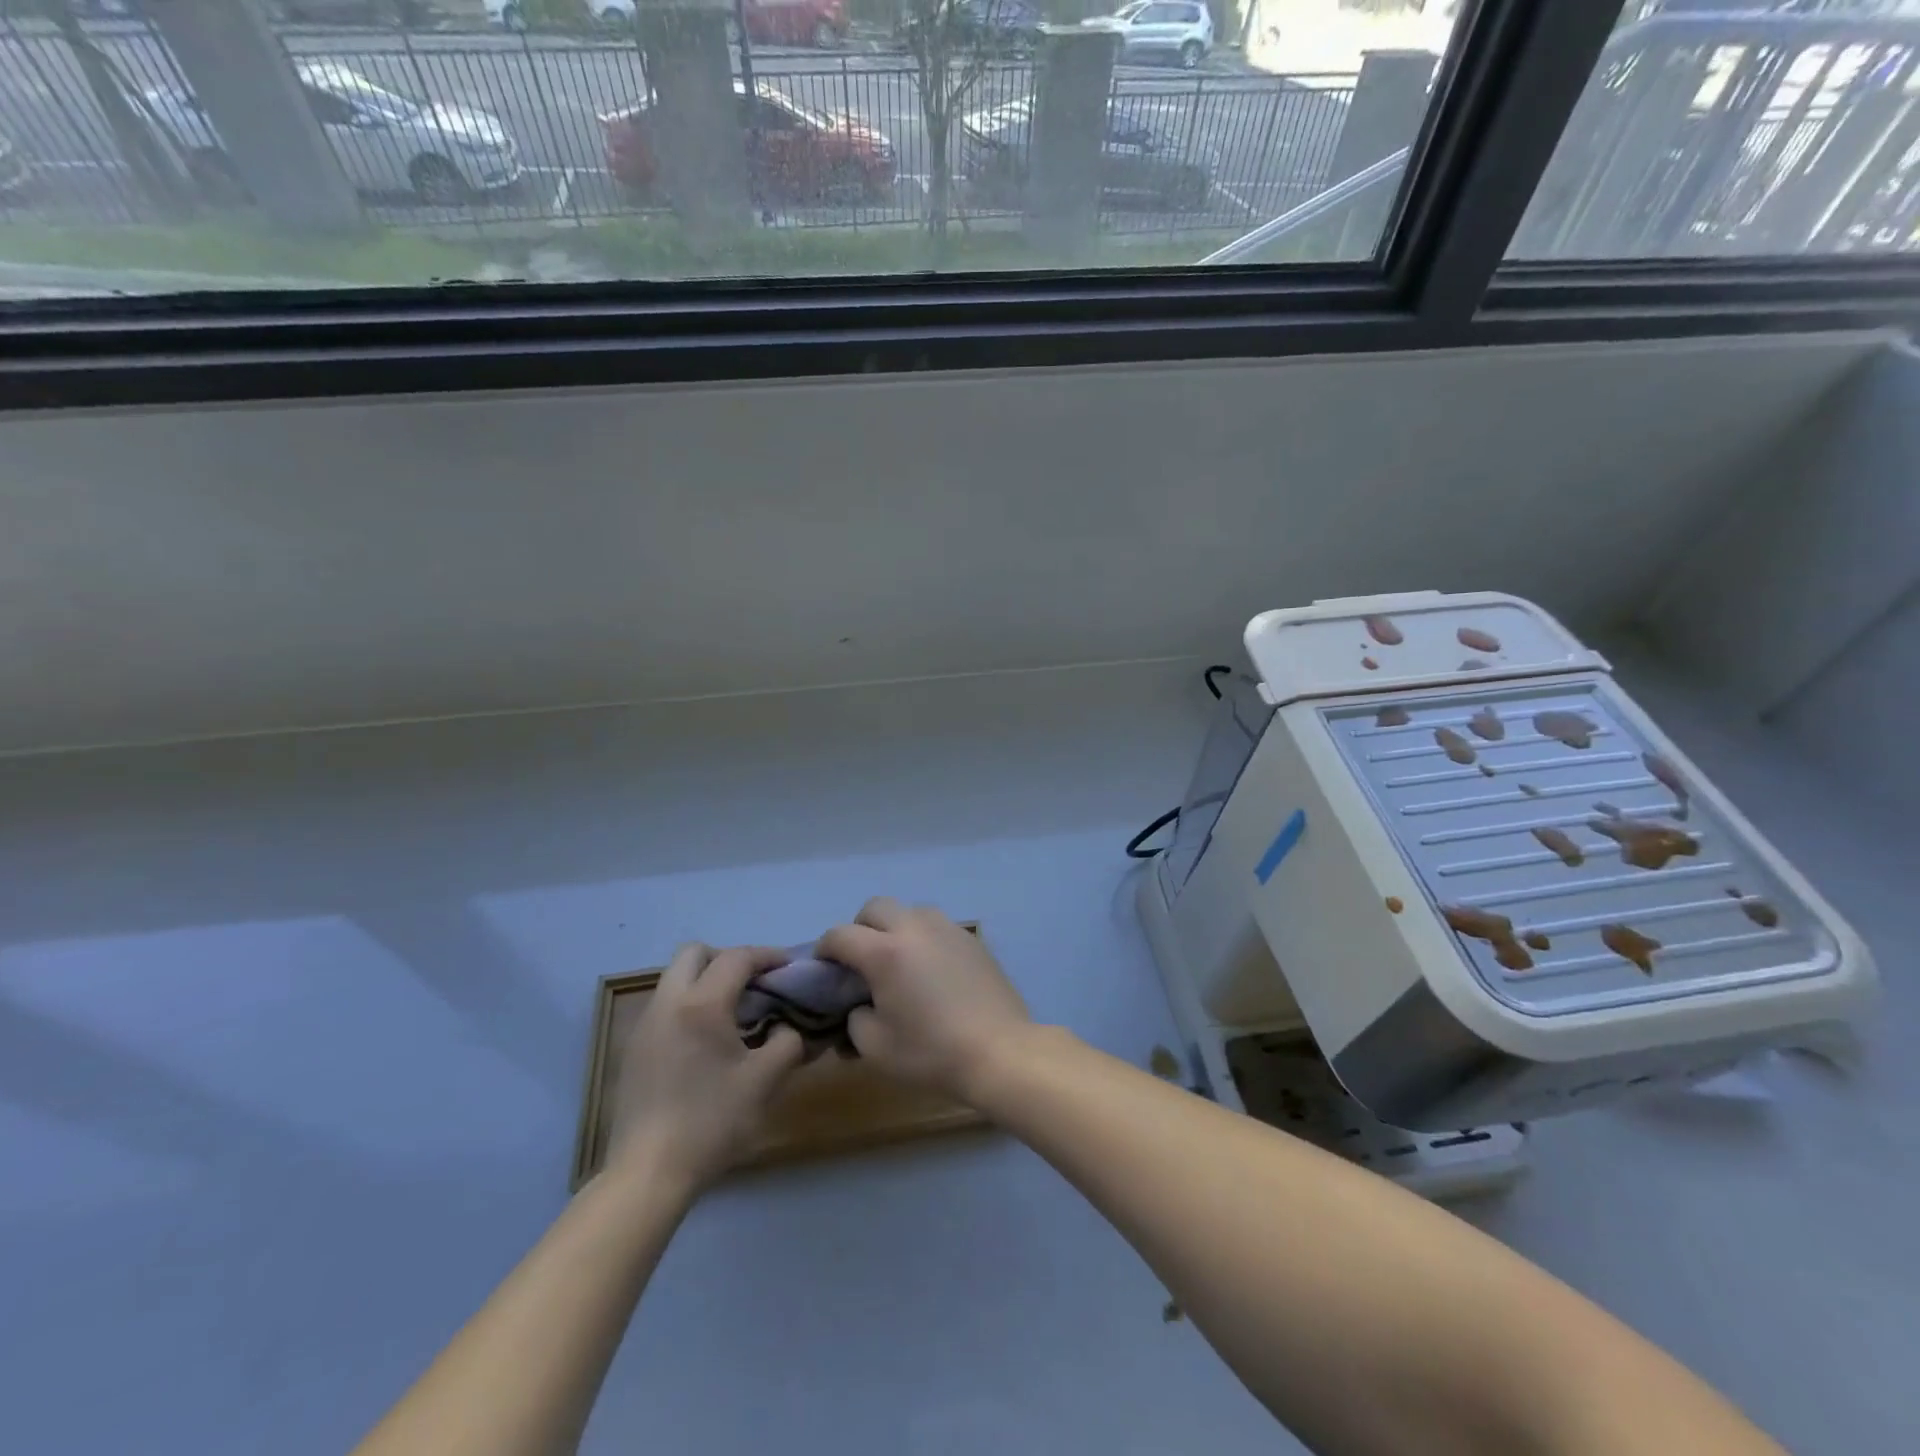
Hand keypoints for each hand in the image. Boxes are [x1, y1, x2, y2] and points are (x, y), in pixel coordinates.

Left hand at [607, 944, 805, 1193]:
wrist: (648, 1173)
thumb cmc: (711, 1122)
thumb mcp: (765, 1081)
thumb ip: (787, 1043)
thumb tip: (791, 1028)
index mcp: (702, 1004)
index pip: (737, 958)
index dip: (767, 956)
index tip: (789, 968)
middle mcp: (668, 1003)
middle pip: (694, 953)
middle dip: (728, 958)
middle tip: (754, 984)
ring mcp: (645, 1025)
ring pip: (675, 977)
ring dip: (706, 980)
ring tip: (734, 1012)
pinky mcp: (633, 1049)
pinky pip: (665, 1004)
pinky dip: (689, 1004)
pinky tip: (707, 1040)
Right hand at [816, 899, 1031, 1102]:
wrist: (999, 1051)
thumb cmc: (931, 1052)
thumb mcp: (875, 1048)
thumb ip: (855, 1019)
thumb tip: (859, 1005)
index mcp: (884, 952)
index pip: (840, 935)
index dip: (825, 949)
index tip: (824, 968)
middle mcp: (914, 929)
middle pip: (875, 907)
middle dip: (860, 928)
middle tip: (861, 960)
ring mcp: (947, 929)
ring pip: (910, 911)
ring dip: (895, 928)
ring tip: (899, 961)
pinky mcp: (970, 939)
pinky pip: (937, 926)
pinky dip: (923, 938)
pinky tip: (931, 970)